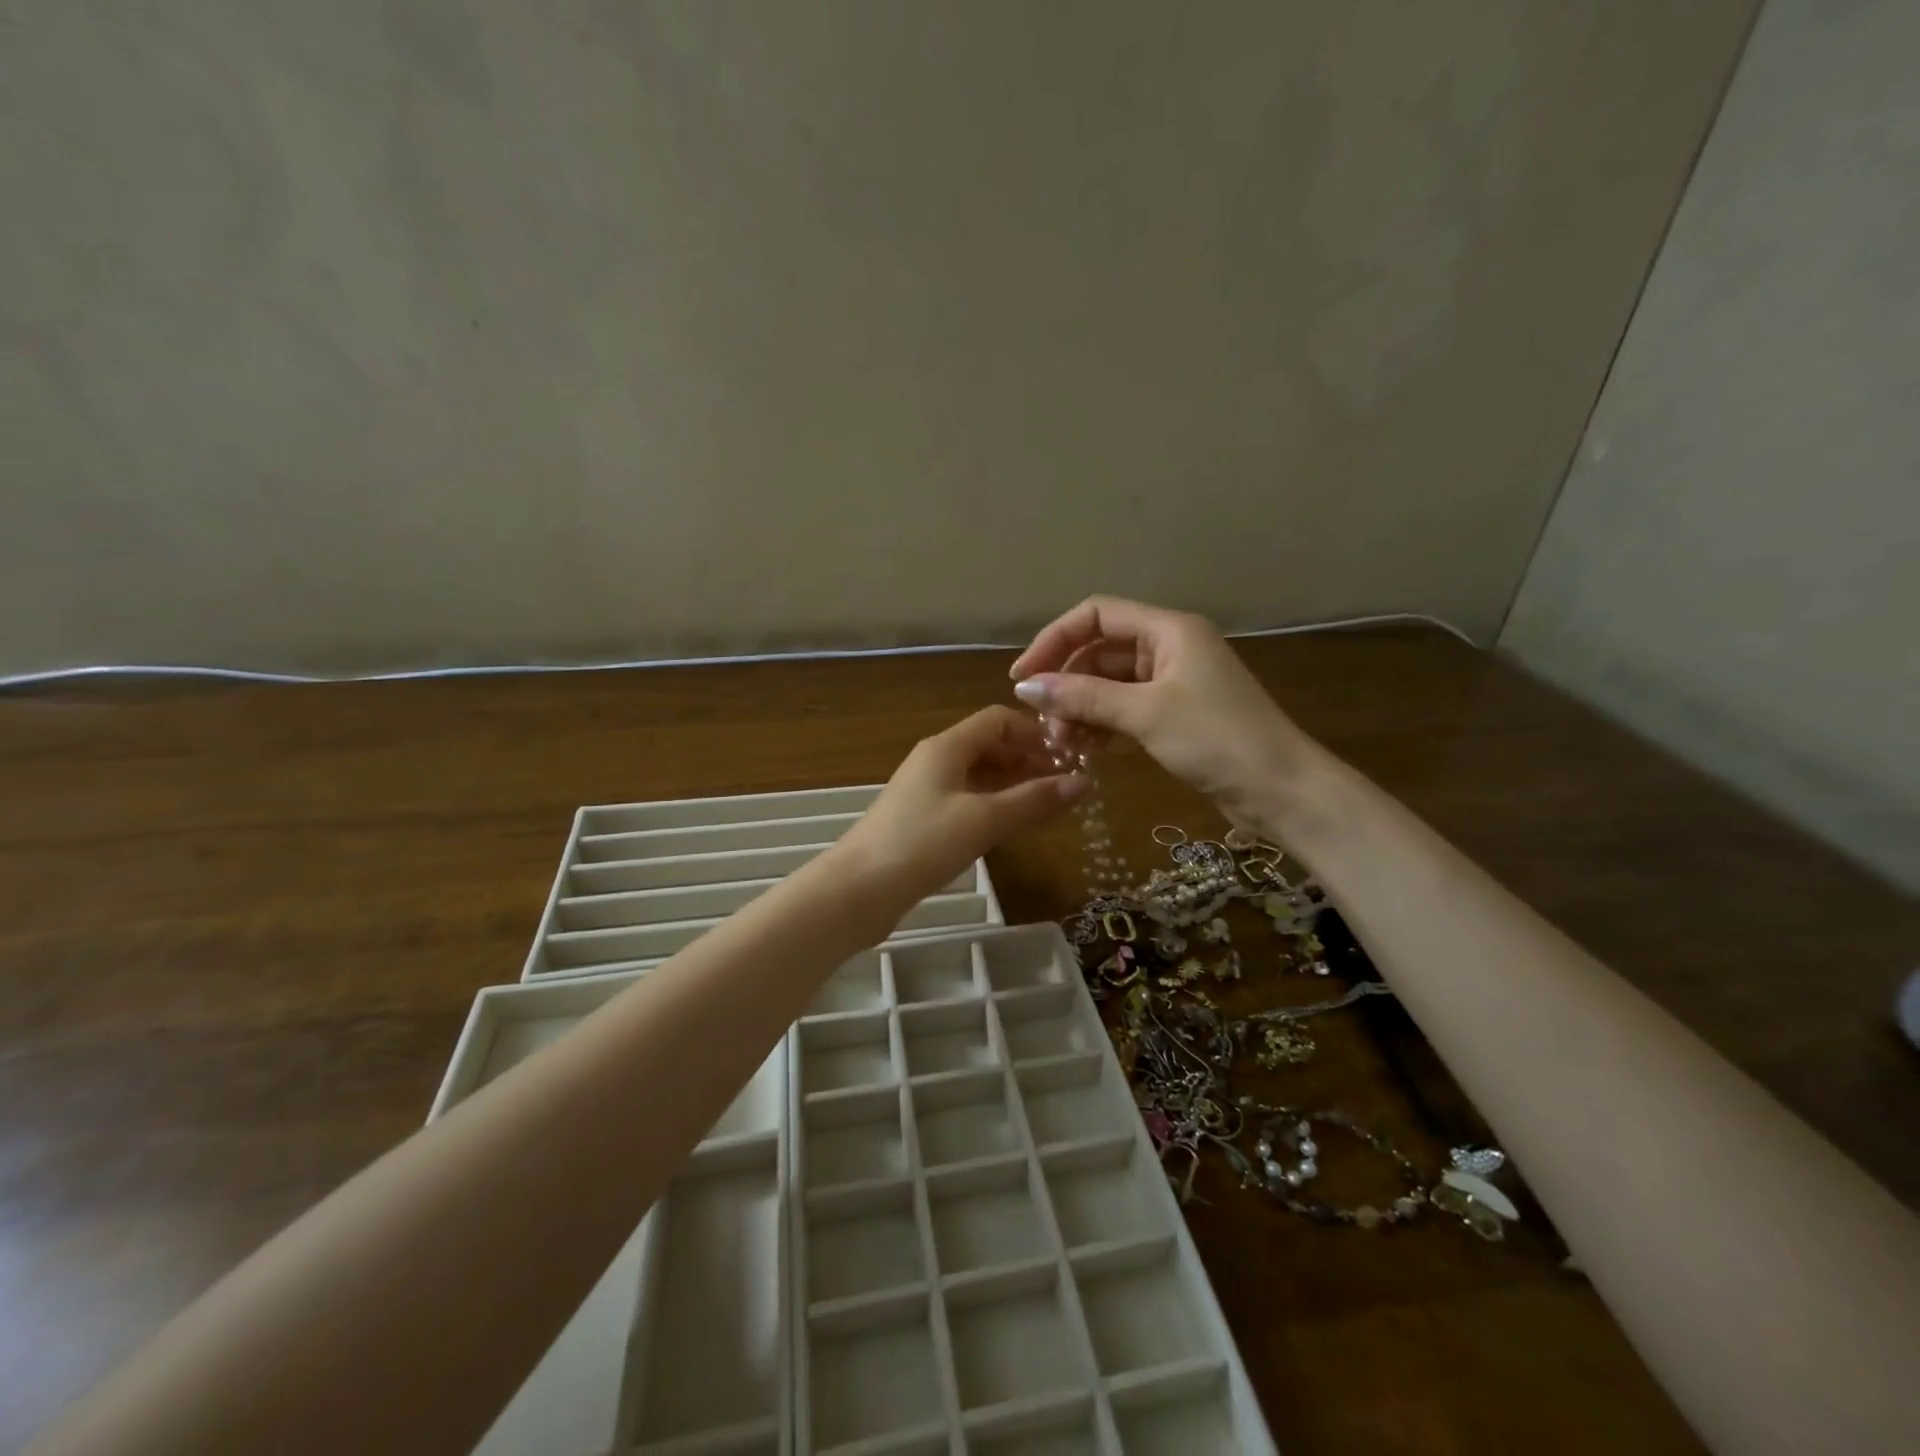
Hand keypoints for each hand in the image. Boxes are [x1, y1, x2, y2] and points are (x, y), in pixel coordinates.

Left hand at [832, 706, 1088, 912]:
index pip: (997, 719)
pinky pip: (966, 798)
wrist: (858, 889)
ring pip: (978, 774)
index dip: (1034, 733)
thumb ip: (1033, 800)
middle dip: (1027, 759)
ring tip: (1047, 806)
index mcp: (947, 746)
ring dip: (1012, 783)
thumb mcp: (984, 820)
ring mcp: (925, 789)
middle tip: (1063, 786)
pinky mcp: (921, 818)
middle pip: (988, 745)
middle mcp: (935, 759)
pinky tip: (1012, 825)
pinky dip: (993, 804)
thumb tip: (1084, 782)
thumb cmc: (922, 844)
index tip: (1066, 758)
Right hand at [1009, 596, 1322, 832]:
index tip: (1022, 677)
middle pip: (1099, 652)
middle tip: (1045, 724)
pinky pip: (1125, 709)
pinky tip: (1085, 750)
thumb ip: (1083, 697)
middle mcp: (1168, 648)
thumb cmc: (1216, 739)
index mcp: (1168, 629)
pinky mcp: (1175, 715)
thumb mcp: (1144, 713)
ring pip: (1109, 684)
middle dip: (1066, 684)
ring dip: (1080, 709)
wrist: (1281, 790)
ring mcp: (1173, 683)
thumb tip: (1024, 686)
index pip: (1096, 615)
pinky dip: (1102, 725)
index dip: (1054, 640)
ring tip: (1062, 745)